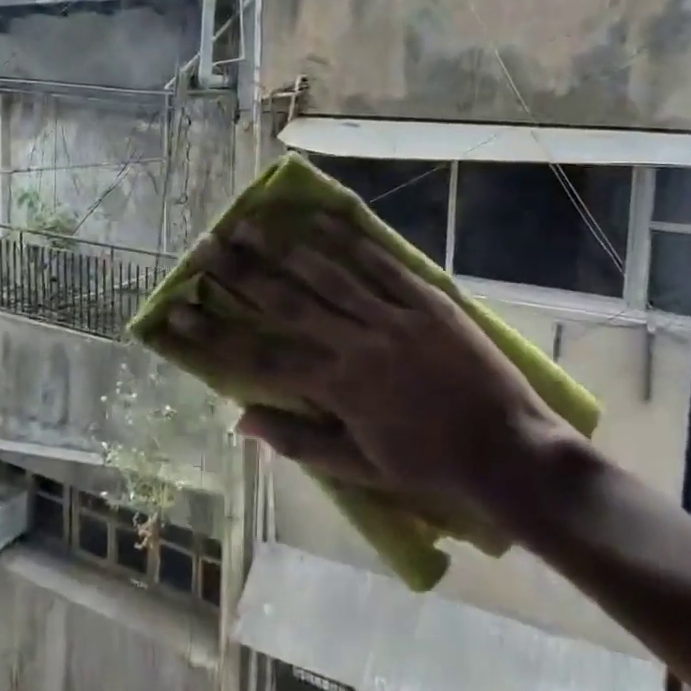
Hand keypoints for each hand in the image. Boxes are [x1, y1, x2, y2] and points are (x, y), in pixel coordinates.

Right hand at [149, 213, 569, 535]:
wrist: (514, 456)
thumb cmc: (433, 470)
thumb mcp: (362, 469)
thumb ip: (300, 442)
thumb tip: (241, 420)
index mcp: (338, 389)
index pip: (259, 357)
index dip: (213, 335)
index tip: (177, 312)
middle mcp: (357, 344)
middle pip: (286, 302)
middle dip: (240, 273)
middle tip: (206, 246)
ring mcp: (394, 317)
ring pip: (328, 274)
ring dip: (284, 247)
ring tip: (250, 222)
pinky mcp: (427, 301)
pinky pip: (381, 264)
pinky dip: (348, 240)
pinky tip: (319, 220)